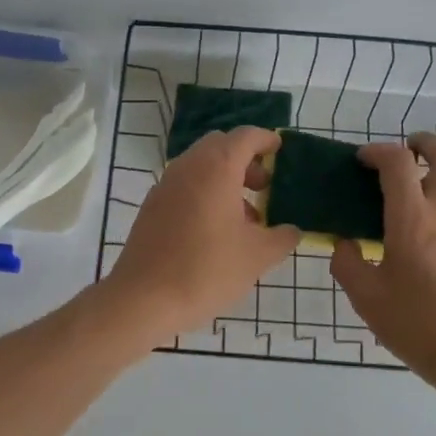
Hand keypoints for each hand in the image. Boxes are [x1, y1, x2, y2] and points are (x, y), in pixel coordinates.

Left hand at [100, 126, 301, 342]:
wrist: (144, 298)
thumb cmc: (207, 270)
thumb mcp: (258, 256)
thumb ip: (282, 237)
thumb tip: (291, 231)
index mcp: (216, 168)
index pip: (245, 136)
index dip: (266, 140)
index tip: (280, 151)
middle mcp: (188, 167)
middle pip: (220, 146)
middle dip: (245, 160)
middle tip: (264, 186)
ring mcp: (165, 185)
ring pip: (200, 166)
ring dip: (225, 179)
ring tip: (246, 217)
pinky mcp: (152, 206)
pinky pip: (184, 186)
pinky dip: (204, 193)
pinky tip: (216, 230)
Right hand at [332, 133, 435, 396]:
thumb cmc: (420, 325)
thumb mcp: (368, 298)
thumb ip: (348, 264)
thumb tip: (344, 244)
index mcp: (413, 219)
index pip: (397, 163)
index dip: (377, 151)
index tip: (360, 160)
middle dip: (424, 144)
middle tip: (405, 149)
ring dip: (435, 172)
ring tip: (409, 190)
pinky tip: (422, 231)